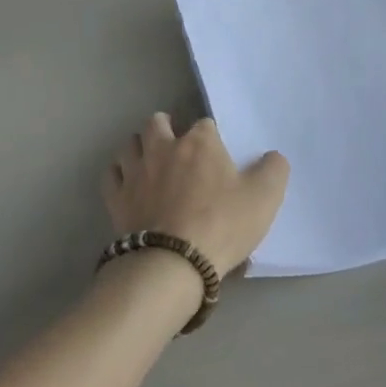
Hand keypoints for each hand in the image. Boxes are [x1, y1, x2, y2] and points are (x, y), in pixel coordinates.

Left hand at [102, 114, 288, 275]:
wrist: (173, 264)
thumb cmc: (222, 225)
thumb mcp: (265, 197)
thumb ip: (274, 169)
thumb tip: (272, 157)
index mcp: (200, 142)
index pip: (205, 124)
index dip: (212, 137)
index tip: (217, 155)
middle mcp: (164, 148)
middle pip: (157, 122)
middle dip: (167, 128)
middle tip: (178, 147)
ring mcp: (136, 172)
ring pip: (130, 144)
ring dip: (140, 148)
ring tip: (151, 161)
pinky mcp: (117, 199)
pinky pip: (111, 174)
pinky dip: (119, 174)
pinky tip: (128, 184)